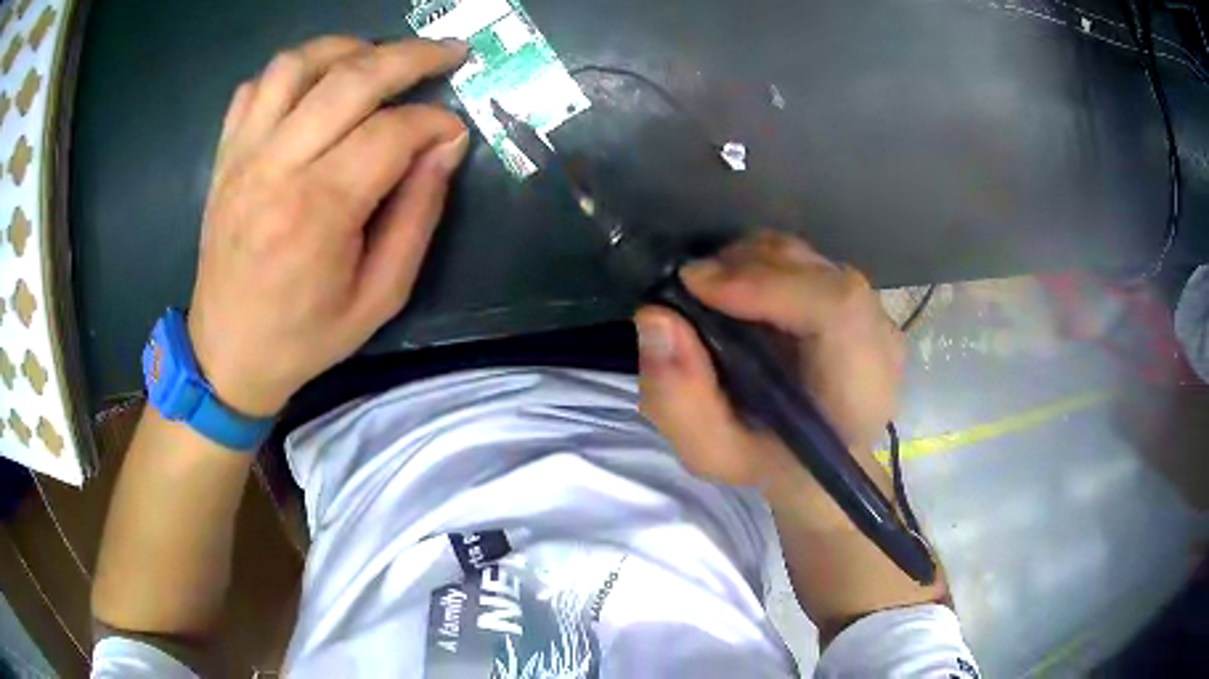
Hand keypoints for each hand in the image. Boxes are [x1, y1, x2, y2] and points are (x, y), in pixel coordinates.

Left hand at [187, 37, 469, 416]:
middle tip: (447, 52)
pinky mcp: (225, 156)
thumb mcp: (380, 296)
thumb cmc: (305, 336)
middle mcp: (276, 167)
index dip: (435, 122)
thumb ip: (418, 216)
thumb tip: (446, 147)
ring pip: (297, 64)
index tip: (454, 132)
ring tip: (378, 59)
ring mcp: (243, 155)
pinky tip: (317, 87)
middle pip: (350, 77)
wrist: (227, 354)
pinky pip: (257, 87)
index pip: (392, 131)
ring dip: (347, 48)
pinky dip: (293, 71)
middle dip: (410, 55)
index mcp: (318, 211)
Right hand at [635, 232, 903, 501]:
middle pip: (819, 273)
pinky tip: (740, 291)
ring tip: (711, 290)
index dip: (768, 284)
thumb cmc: (772, 466)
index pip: (835, 310)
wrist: (821, 465)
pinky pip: (811, 264)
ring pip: (812, 261)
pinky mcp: (862, 302)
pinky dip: (766, 265)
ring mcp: (876, 316)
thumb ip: (680, 400)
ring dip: (753, 262)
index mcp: (859, 393)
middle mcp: (880, 342)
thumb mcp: (714, 454)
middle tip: (691, 286)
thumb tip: (654, 317)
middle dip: (746, 267)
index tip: (696, 284)